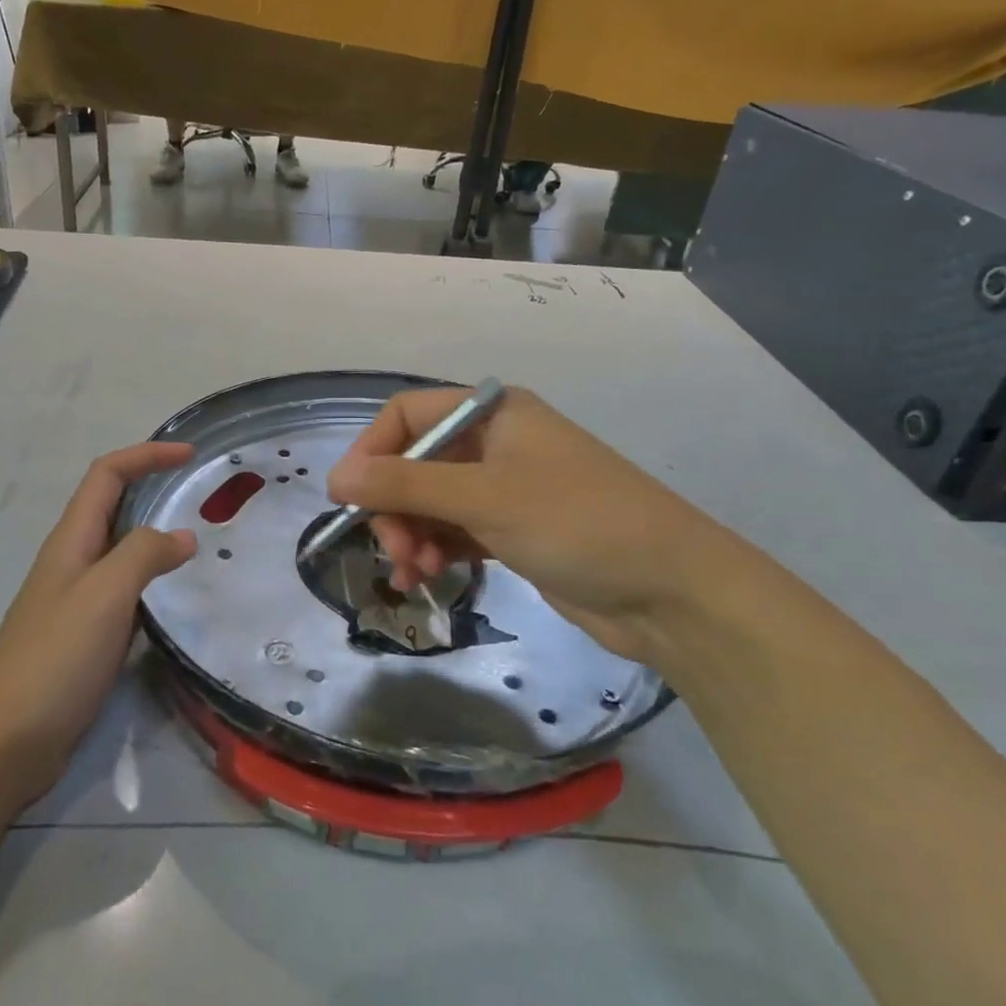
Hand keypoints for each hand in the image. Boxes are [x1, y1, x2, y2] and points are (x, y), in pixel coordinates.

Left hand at [0, 441, 196, 801]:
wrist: (4, 743)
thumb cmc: (53, 659)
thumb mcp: (104, 596)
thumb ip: (143, 556)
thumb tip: (183, 536)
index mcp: (70, 541)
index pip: (107, 475)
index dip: (146, 456)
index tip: (189, 455)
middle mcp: (71, 562)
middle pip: (111, 506)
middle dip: (151, 487)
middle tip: (200, 495)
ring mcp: (76, 601)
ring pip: (119, 550)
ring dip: (154, 534)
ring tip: (198, 541)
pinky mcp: (84, 637)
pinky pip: (124, 591)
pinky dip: (151, 579)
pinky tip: (173, 597)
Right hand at [325, 387, 735, 664]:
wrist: (672, 593)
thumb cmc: (577, 523)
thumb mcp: (484, 498)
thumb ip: (405, 484)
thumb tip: (334, 478)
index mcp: (492, 413)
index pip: (406, 415)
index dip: (371, 452)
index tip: (347, 498)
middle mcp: (494, 443)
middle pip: (414, 463)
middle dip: (394, 506)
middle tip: (395, 550)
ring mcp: (504, 488)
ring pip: (430, 502)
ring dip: (411, 535)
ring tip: (414, 573)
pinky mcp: (512, 530)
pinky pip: (453, 531)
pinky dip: (435, 551)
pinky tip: (428, 578)